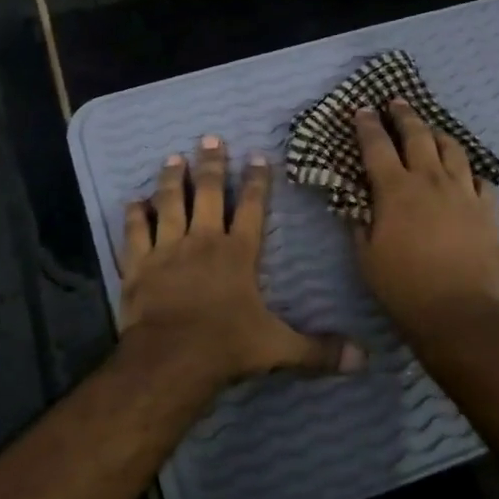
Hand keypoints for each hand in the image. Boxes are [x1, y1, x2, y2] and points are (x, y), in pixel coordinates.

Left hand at [121, 136, 361, 386]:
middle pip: (208, 194)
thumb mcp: (279, 348)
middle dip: (211, 165)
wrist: (170, 359)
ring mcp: (167, 250)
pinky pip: (135, 233)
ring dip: (172, 180)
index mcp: (238, 254)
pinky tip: (134, 200)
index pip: (252, 208)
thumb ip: (319, 350)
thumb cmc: (226, 347)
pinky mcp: (138, 265)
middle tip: (210, 138)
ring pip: (170, 203)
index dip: (256, 182)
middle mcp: (203, 242)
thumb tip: (364, 358)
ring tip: (173, 157)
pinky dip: (134, 215)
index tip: (257, 156)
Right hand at [352, 101, 498, 338]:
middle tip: (396, 102)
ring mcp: (464, 192)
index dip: (367, 125)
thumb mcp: (365, 256)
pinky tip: (465, 175)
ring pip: (453, 149)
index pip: (377, 146)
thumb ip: (360, 224)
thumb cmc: (403, 287)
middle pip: (418, 135)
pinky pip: (480, 179)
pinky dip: (469, 172)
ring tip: (431, 130)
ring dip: (438, 134)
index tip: (363, 109)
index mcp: (396, 190)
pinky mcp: (488, 209)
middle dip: (404, 115)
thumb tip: (356, 204)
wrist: (458, 311)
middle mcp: (431, 180)